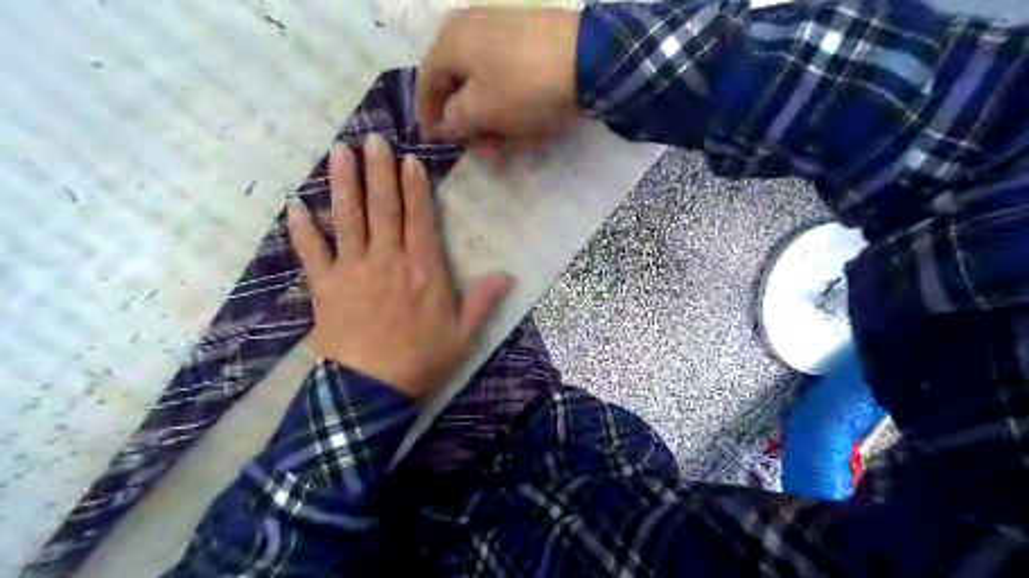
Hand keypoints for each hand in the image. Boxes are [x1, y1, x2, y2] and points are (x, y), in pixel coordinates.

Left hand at [287, 134, 511, 398]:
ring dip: (343, 184)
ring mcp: (352, 271)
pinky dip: (302, 230)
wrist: (370, 392)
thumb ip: (483, 302)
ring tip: (339, 152)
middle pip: (383, 209)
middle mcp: (387, 261)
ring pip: (348, 219)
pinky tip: (295, 205)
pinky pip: (310, 253)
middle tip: (372, 139)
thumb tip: (508, 275)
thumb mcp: (463, 337)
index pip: (419, 219)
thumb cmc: (421, 362)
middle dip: (378, 172)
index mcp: (423, 271)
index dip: (414, 187)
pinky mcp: (324, 287)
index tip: (407, 159)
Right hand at [414, 6, 576, 159]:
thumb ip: (453, 121)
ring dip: (491, 120)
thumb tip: (444, 123)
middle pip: (459, 84)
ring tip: (504, 147)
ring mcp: (506, 32)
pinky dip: (511, 106)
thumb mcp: (479, 112)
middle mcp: (473, 29)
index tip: (432, 141)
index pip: (426, 82)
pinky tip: (523, 128)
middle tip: (478, 150)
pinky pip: (511, 79)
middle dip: (467, 123)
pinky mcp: (533, 42)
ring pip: (488, 85)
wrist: (589, 59)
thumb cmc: (522, 88)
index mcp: (451, 40)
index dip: (427, 116)